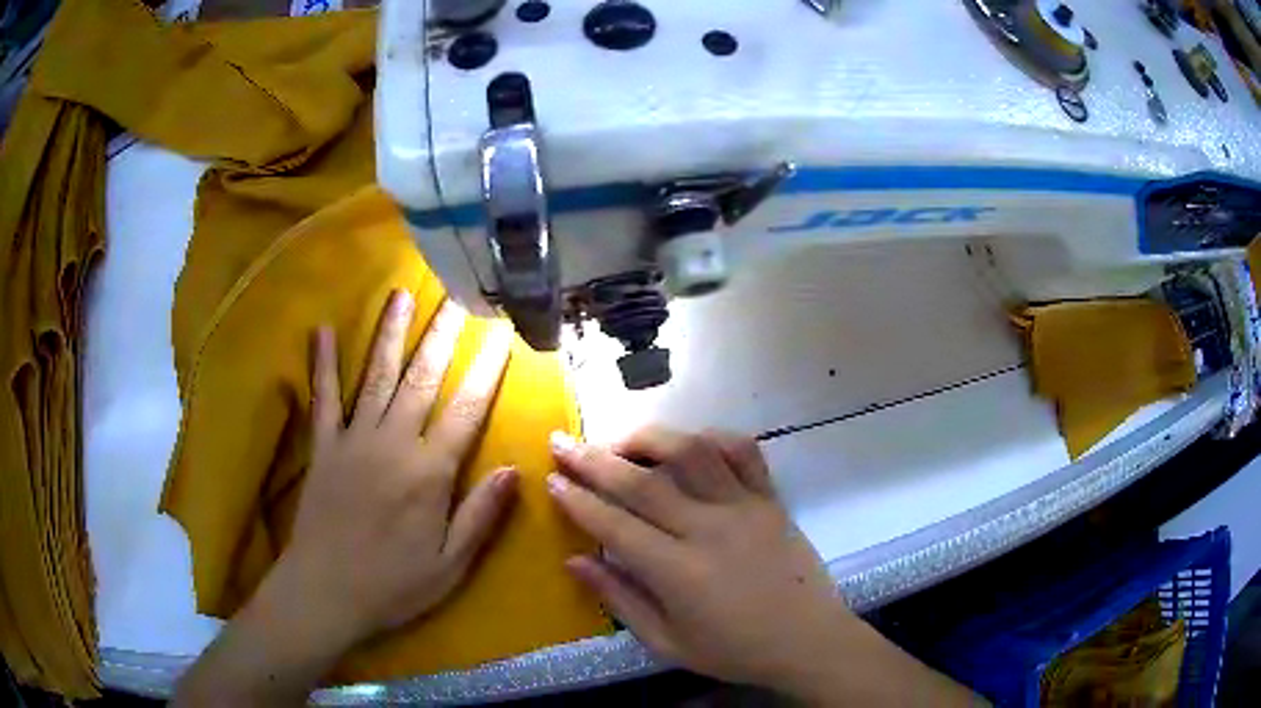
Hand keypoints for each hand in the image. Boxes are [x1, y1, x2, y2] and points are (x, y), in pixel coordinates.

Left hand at [276, 289, 517, 646]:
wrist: (326, 594)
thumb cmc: (393, 585)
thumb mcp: (450, 565)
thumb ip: (481, 515)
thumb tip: (513, 469)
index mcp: (429, 473)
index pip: (466, 409)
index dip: (486, 369)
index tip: (501, 333)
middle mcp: (392, 444)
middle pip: (422, 379)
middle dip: (442, 336)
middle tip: (457, 297)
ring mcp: (353, 440)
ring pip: (377, 377)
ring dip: (391, 334)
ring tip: (402, 295)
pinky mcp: (324, 447)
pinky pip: (324, 398)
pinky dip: (324, 364)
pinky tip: (325, 331)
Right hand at [546, 427, 848, 690]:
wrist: (809, 641)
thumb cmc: (735, 651)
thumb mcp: (668, 642)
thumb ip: (620, 600)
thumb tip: (574, 561)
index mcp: (679, 572)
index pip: (615, 525)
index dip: (578, 500)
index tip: (551, 478)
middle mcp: (709, 529)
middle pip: (642, 482)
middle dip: (594, 459)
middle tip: (562, 441)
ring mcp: (745, 507)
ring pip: (691, 452)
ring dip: (649, 438)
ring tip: (620, 441)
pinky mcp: (771, 498)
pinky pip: (743, 451)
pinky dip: (712, 437)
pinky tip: (689, 443)